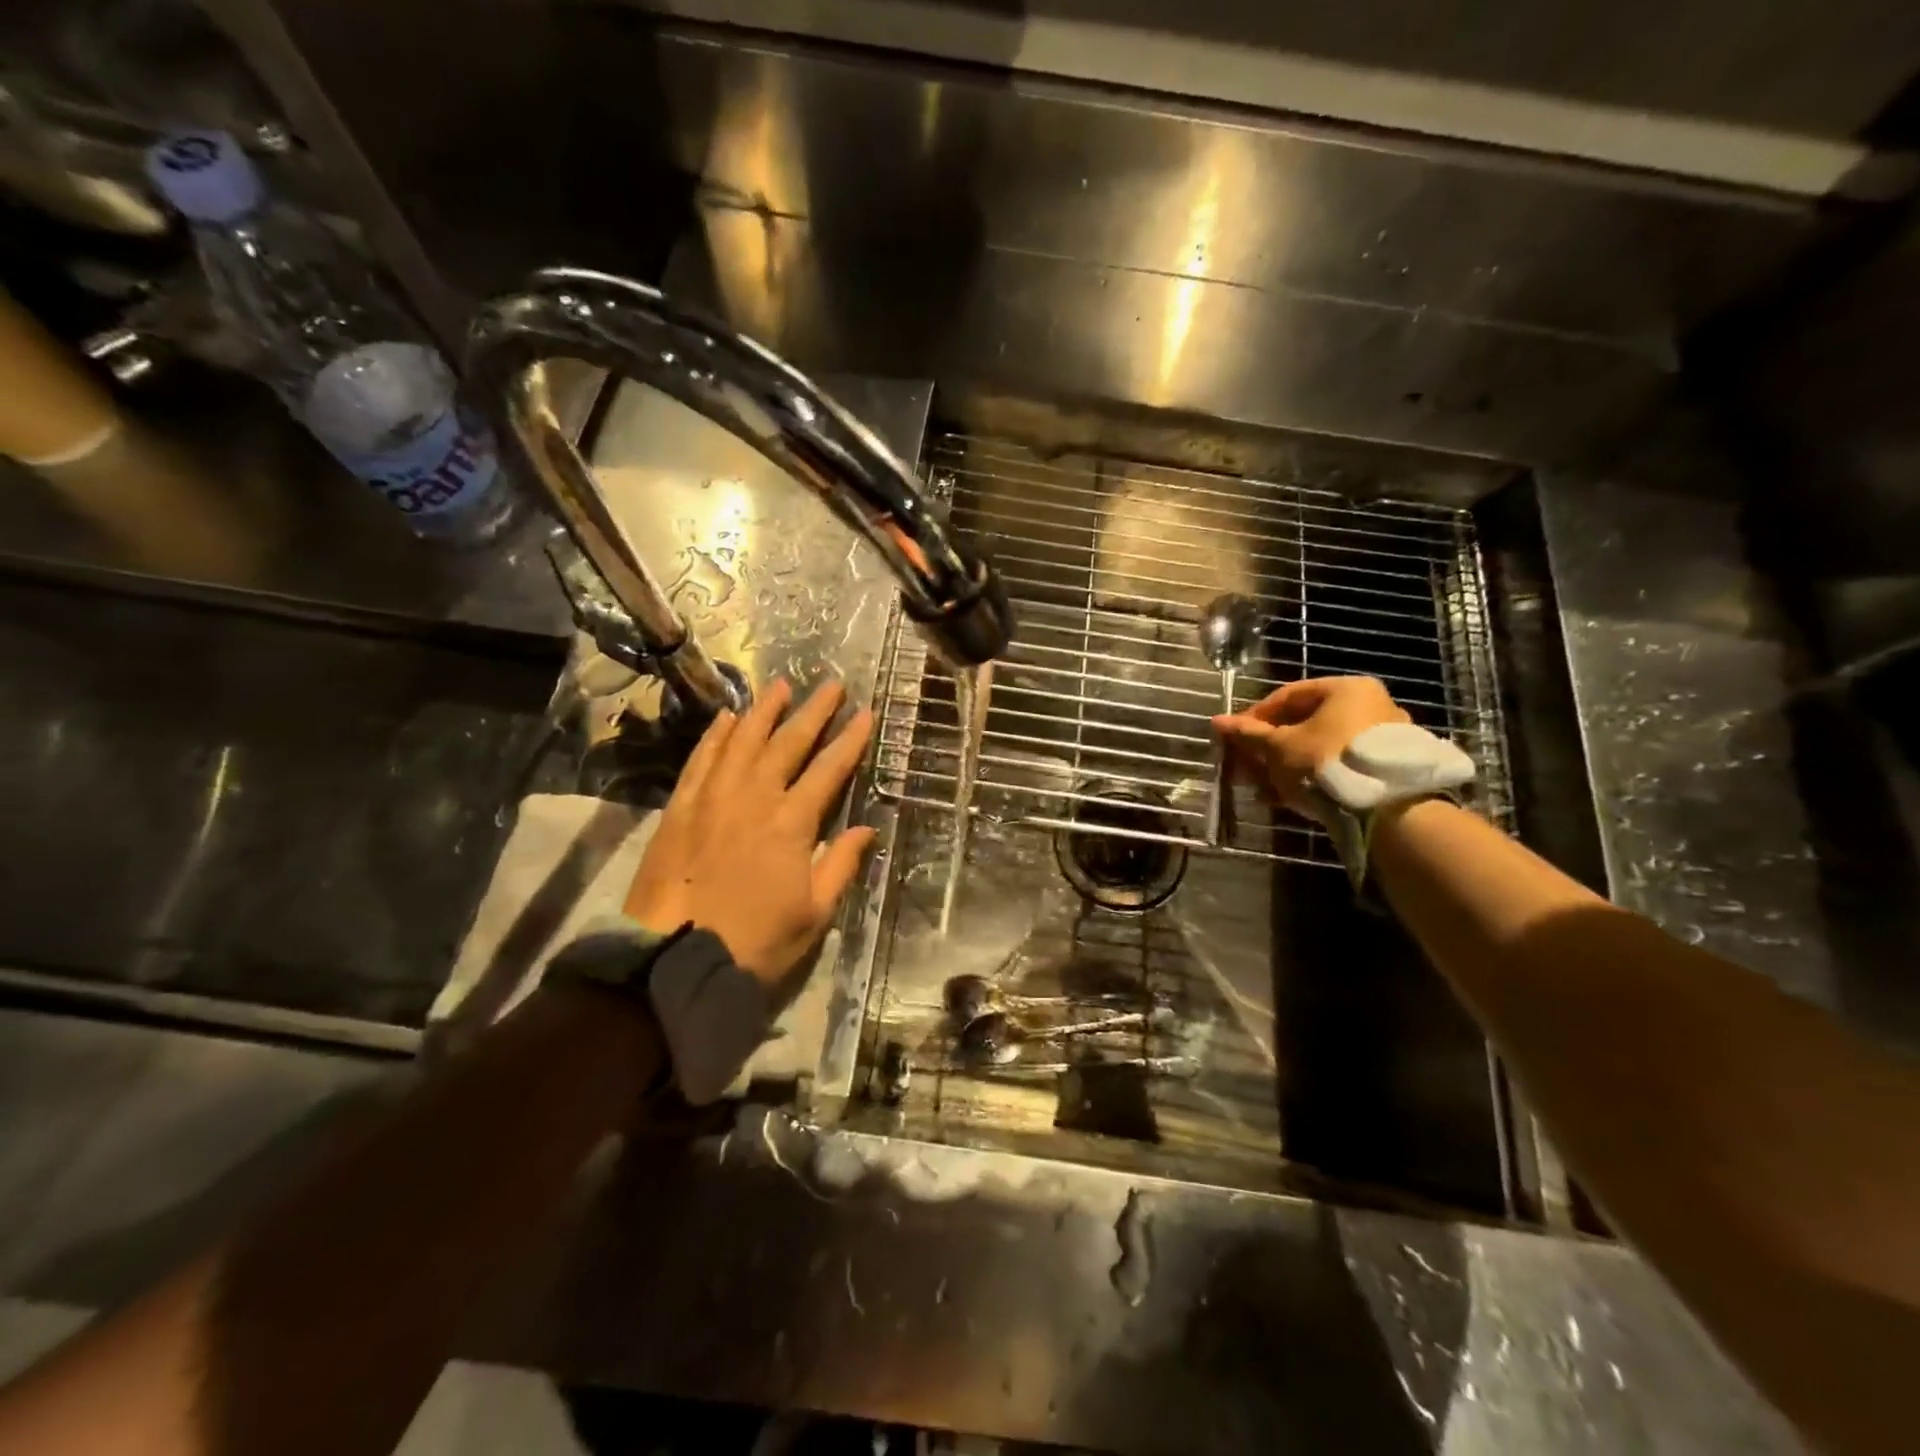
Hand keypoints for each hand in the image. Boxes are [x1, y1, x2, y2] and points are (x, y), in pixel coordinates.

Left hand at [624, 679, 876, 987]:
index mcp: (792, 823)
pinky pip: (702, 760)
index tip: (866, 714)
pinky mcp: (680, 808)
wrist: (671, 959)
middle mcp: (754, 797)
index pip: (829, 770)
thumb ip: (841, 866)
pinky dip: (717, 735)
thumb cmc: (753, 941)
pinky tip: (727, 718)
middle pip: (788, 743)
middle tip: (831, 684)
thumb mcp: (813, 914)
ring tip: (780, 685)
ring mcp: (713, 798)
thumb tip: (866, 829)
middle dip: (813, 712)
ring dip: (764, 711)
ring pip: (743, 741)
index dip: (850, 740)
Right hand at [1213, 676, 1408, 823]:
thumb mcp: (1278, 748)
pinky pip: (1339, 765)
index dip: (1254, 717)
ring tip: (1264, 789)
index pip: (1287, 695)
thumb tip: (1217, 721)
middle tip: (1246, 767)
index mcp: (1346, 688)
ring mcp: (1383, 738)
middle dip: (1270, 747)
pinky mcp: (1388, 768)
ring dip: (1287, 765)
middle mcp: (1370, 705)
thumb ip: (1249, 734)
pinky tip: (1289, 798)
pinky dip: (1312, 777)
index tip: (1234, 738)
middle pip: (1305, 723)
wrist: (1386, 809)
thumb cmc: (1325, 762)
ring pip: (1320, 747)